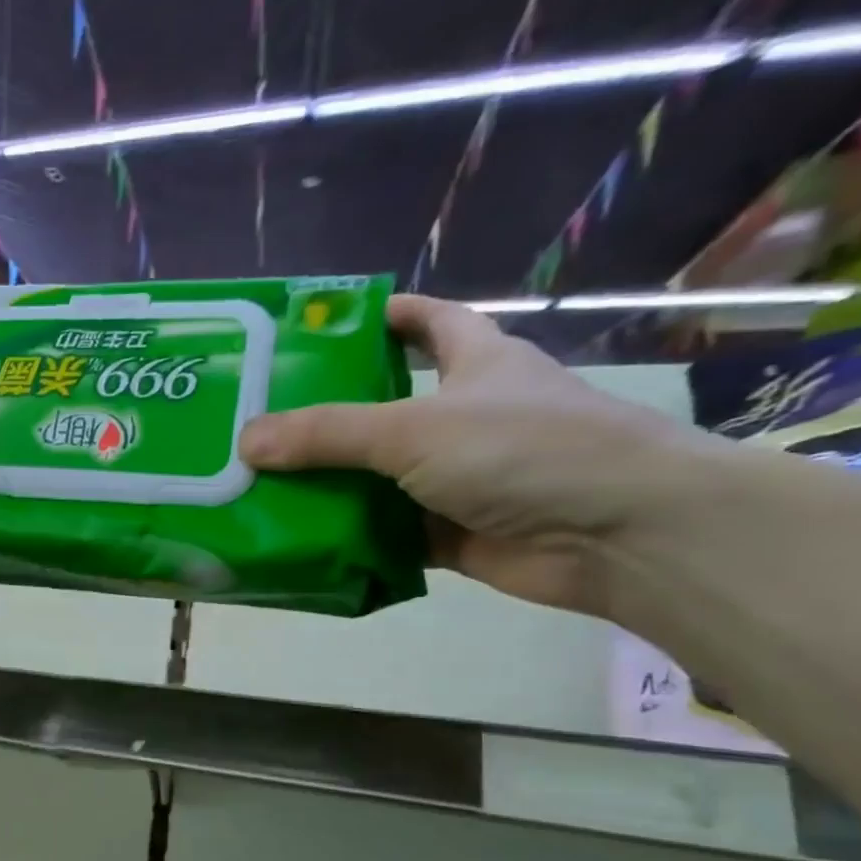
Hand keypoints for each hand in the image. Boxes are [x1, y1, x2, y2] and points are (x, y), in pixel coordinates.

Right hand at [239, 294, 706, 615]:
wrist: (616, 535)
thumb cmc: (526, 450)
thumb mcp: (415, 429)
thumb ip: (327, 435)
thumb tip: (244, 440)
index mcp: (476, 363)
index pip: (426, 323)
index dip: (379, 318)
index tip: (317, 329)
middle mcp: (465, 417)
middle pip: (385, 407)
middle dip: (328, 416)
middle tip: (260, 424)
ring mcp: (458, 479)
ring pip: (380, 476)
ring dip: (330, 485)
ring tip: (260, 487)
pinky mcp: (451, 533)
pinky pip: (386, 532)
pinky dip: (349, 537)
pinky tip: (299, 541)